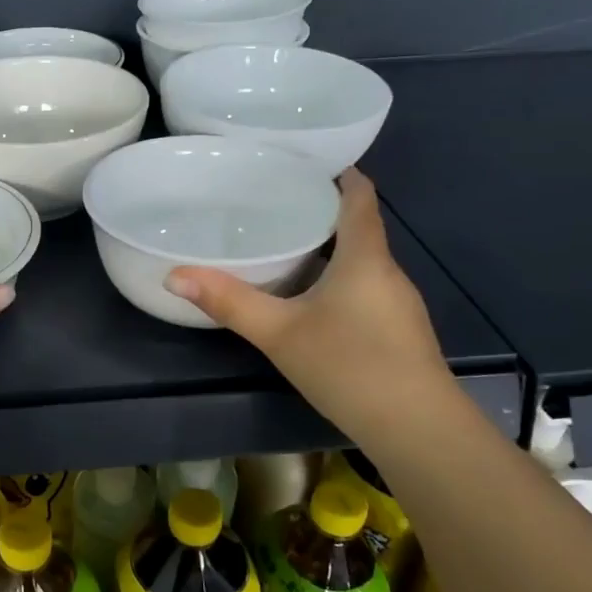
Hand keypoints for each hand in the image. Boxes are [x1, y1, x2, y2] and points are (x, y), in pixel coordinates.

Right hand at [163, 170, 449, 434]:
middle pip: (359, 227)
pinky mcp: (398, 330)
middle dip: (321, 211)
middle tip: (273, 204)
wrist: (417, 429)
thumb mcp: (279, 333)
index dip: (339, 173)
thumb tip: (174, 275)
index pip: (359, 196)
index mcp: (365, 257)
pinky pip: (364, 288)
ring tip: (284, 244)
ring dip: (329, 247)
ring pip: (361, 261)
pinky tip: (310, 298)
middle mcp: (387, 271)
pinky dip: (338, 278)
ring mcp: (397, 303)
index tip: (304, 162)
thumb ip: (229, 303)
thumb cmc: (349, 366)